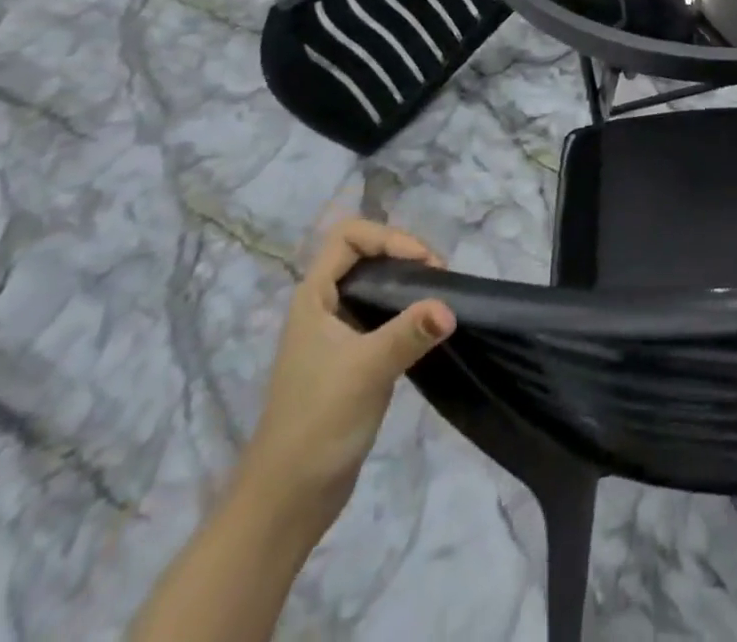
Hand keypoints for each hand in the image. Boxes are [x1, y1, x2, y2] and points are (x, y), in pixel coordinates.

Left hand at [235, 219, 454, 538]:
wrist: (286, 501)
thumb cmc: (316, 424)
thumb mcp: (365, 372)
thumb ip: (408, 334)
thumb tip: (450, 308)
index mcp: (313, 297)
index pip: (349, 236)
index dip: (388, 238)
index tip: (423, 263)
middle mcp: (323, 307)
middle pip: (367, 255)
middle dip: (406, 256)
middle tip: (439, 279)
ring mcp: (337, 334)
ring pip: (377, 286)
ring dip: (410, 284)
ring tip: (440, 300)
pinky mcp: (352, 359)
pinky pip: (384, 315)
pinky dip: (408, 311)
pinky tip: (429, 329)